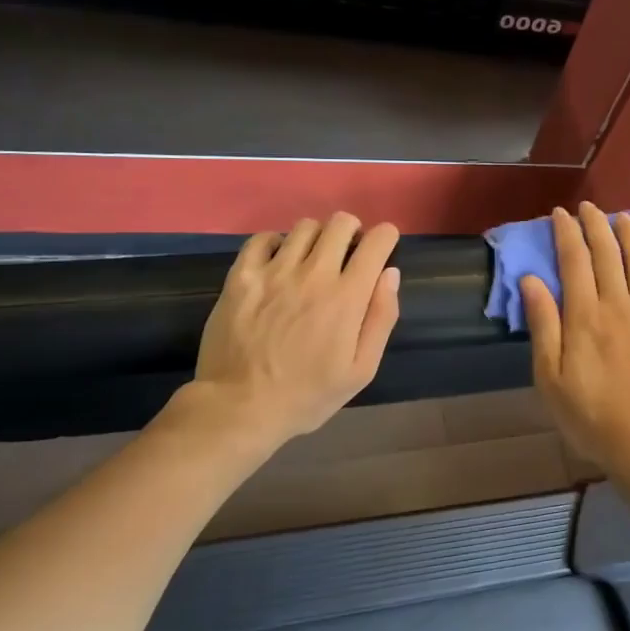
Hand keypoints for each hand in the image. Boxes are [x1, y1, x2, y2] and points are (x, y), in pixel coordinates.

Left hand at [192, 214, 401, 442]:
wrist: (240, 407)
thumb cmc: (307, 395)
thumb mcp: (361, 370)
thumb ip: (381, 318)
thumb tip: (390, 274)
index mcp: (347, 296)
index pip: (376, 241)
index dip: (386, 238)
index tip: (383, 248)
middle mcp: (313, 273)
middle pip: (340, 223)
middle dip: (352, 231)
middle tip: (348, 253)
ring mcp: (274, 271)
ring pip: (304, 227)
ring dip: (317, 237)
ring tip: (313, 259)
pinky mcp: (241, 276)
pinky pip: (262, 238)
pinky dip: (277, 242)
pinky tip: (278, 261)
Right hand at [521, 203, 629, 488]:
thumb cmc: (589, 415)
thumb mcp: (550, 377)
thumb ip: (543, 325)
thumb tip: (531, 280)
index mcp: (584, 317)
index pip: (574, 261)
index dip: (566, 233)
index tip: (559, 214)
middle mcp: (618, 306)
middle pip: (608, 253)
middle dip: (596, 225)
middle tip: (587, 207)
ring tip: (622, 216)